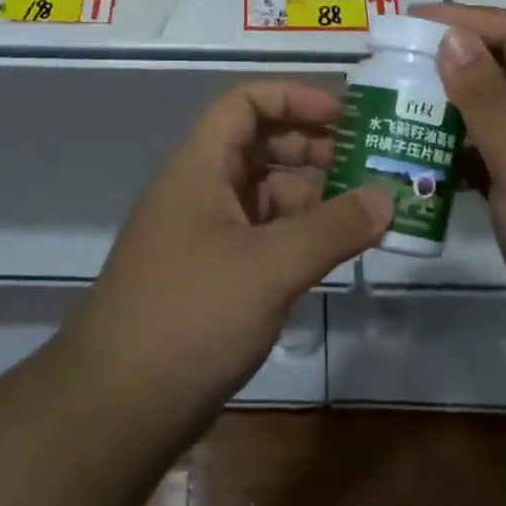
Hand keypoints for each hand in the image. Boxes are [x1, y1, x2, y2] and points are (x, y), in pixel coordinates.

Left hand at [62, 81, 389, 430]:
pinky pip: (258, 238)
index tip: (345, 118)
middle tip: (366, 165)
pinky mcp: (207, 278)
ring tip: (363, 214)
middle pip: (257, 146)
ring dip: (309, 198)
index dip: (293, 98)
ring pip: (261, 196)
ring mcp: (200, 236)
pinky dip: (294, 238)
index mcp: (199, 168)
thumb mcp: (270, 266)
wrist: (117, 407)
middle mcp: (197, 192)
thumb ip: (333, 229)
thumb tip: (388, 197)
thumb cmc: (192, 315)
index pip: (244, 102)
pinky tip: (330, 256)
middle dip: (311, 148)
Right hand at [413, 4, 505, 370]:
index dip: (460, 20)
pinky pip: (490, 157)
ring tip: (392, 109)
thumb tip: (452, 37)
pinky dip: (456, 153)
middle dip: (447, 63)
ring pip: (492, 115)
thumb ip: (486, 98)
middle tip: (389, 68)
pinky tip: (418, 160)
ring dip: (446, 109)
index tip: (403, 25)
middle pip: (501, 69)